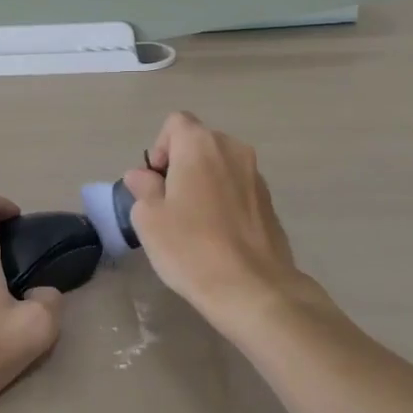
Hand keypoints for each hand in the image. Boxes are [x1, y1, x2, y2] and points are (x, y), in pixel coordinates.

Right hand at [122, 112, 319, 331]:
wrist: (253, 289)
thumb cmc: (191, 247)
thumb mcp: (149, 219)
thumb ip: (143, 188)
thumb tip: (143, 176)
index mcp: (200, 144)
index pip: (175, 123)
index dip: (159, 148)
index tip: (155, 183)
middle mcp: (232, 149)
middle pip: (198, 143)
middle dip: (180, 165)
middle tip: (169, 204)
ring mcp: (256, 174)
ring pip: (220, 166)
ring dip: (203, 183)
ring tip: (193, 222)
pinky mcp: (270, 201)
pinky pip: (237, 188)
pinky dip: (224, 200)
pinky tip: (217, 235)